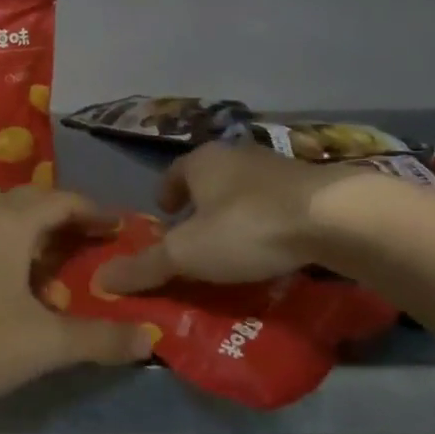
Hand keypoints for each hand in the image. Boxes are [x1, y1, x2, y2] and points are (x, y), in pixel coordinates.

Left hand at [0, 187, 156, 408]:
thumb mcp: (46, 344)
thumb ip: (100, 338)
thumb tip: (150, 338)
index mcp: (11, 222)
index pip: (61, 201)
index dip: (94, 211)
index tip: (119, 227)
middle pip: (29, 198)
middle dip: (62, 213)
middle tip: (89, 240)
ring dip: (28, 222)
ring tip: (48, 253)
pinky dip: (3, 237)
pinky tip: (8, 275)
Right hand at [95, 143, 342, 293]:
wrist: (333, 217)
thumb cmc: (246, 227)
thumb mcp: (188, 254)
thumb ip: (146, 266)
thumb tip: (102, 279)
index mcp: (202, 161)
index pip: (173, 173)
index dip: (165, 195)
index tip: (164, 216)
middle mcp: (236, 154)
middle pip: (209, 179)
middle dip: (199, 205)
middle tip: (195, 237)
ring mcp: (277, 166)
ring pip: (243, 188)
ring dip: (234, 211)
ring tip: (233, 245)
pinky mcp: (310, 184)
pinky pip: (275, 201)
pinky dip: (266, 219)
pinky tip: (272, 244)